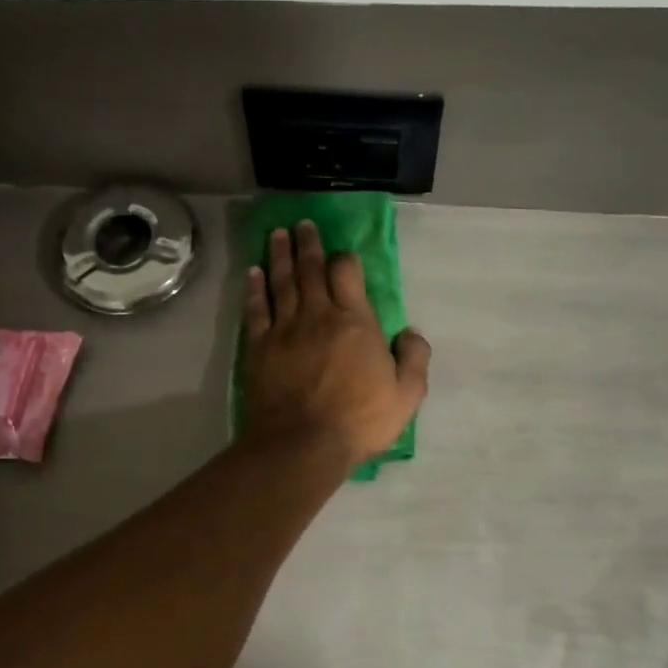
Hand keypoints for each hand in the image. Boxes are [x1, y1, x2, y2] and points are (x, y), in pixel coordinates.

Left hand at [242, 221, 431, 468]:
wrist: (303, 443)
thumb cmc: (359, 420)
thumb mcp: (407, 395)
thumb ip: (414, 358)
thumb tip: (410, 332)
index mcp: (354, 321)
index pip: (347, 273)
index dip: (344, 259)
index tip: (342, 253)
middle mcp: (318, 315)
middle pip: (310, 269)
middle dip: (307, 244)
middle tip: (302, 224)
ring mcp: (284, 328)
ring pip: (281, 281)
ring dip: (280, 255)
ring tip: (278, 234)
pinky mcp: (259, 346)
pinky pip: (256, 308)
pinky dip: (255, 288)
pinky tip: (253, 272)